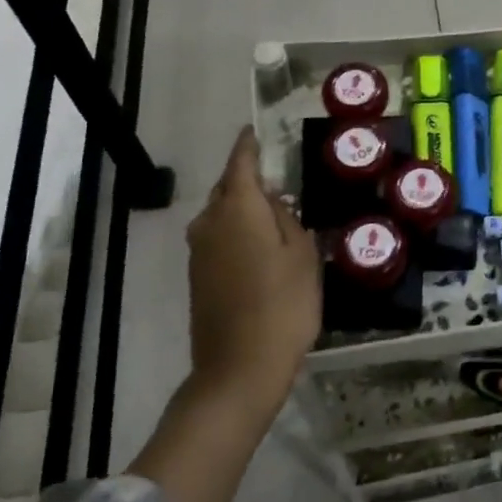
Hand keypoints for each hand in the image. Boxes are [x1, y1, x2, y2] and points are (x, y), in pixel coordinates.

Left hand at [185, 126, 321, 416]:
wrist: (238, 369)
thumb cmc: (282, 306)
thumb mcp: (304, 257)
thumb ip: (291, 221)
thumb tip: (277, 205)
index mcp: (238, 209)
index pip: (240, 163)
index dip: (248, 146)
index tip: (254, 131)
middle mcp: (210, 223)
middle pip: (227, 188)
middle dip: (247, 179)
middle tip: (278, 182)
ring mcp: (199, 252)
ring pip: (220, 214)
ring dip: (242, 209)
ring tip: (274, 216)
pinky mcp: (198, 277)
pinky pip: (217, 238)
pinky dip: (235, 232)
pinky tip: (260, 248)